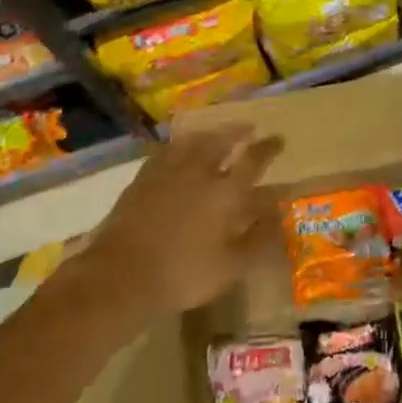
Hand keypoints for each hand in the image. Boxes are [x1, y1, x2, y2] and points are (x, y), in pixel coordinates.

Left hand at [80, 125, 284, 319]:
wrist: (122, 273)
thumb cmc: (184, 273)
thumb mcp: (232, 266)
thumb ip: (259, 239)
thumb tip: (279, 215)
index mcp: (226, 192)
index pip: (253, 160)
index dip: (268, 148)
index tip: (278, 139)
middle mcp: (199, 172)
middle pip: (221, 141)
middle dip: (238, 132)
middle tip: (248, 128)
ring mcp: (167, 171)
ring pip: (193, 142)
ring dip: (209, 134)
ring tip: (216, 133)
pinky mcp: (142, 178)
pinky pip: (166, 151)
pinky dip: (179, 145)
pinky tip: (178, 150)